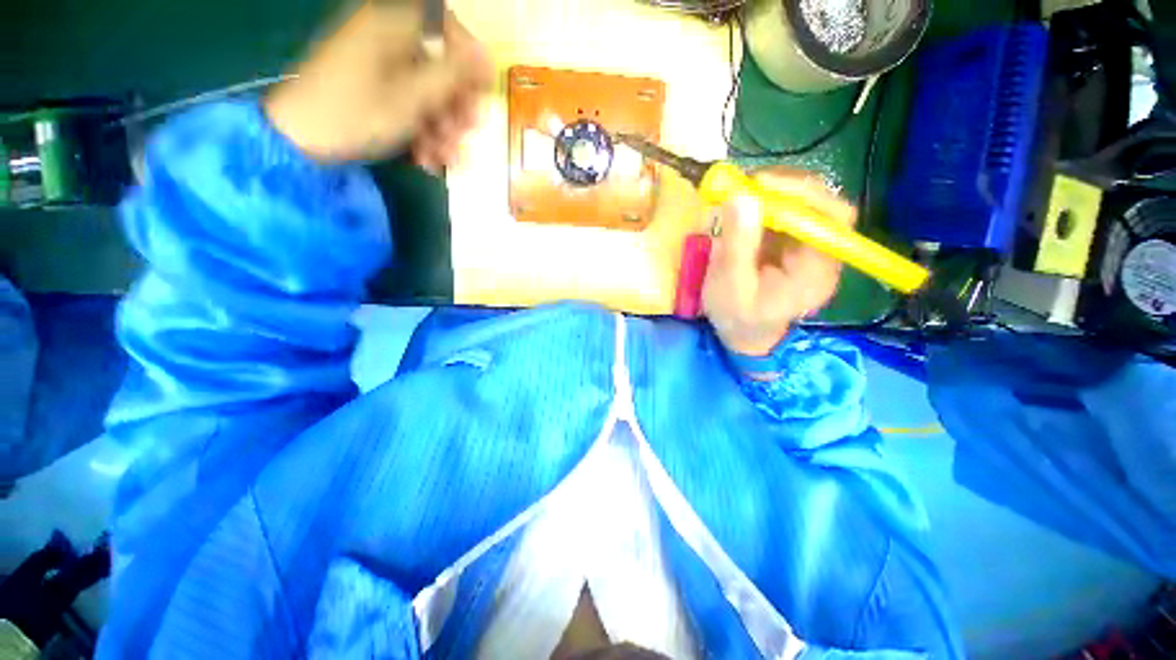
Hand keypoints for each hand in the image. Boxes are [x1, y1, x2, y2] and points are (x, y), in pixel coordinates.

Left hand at [264, 1, 492, 166]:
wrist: (301, 140)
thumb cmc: (356, 113)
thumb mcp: (412, 96)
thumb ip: (452, 74)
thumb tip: (487, 57)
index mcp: (393, 25)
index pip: (446, 26)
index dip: (469, 59)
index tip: (482, 93)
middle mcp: (387, 38)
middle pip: (438, 64)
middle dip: (456, 105)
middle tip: (465, 134)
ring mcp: (377, 65)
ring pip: (425, 91)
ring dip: (441, 129)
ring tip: (445, 159)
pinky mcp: (371, 89)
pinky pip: (407, 104)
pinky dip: (421, 131)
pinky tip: (426, 159)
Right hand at [703, 168, 856, 358]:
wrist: (742, 333)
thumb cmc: (738, 318)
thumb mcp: (731, 287)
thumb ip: (738, 246)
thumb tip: (741, 196)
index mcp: (818, 271)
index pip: (831, 218)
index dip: (802, 194)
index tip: (761, 184)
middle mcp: (823, 252)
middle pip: (822, 203)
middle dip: (785, 187)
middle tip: (746, 183)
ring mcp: (807, 244)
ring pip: (804, 201)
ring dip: (773, 190)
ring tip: (740, 191)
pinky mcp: (790, 240)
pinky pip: (785, 210)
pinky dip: (765, 200)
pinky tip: (743, 203)